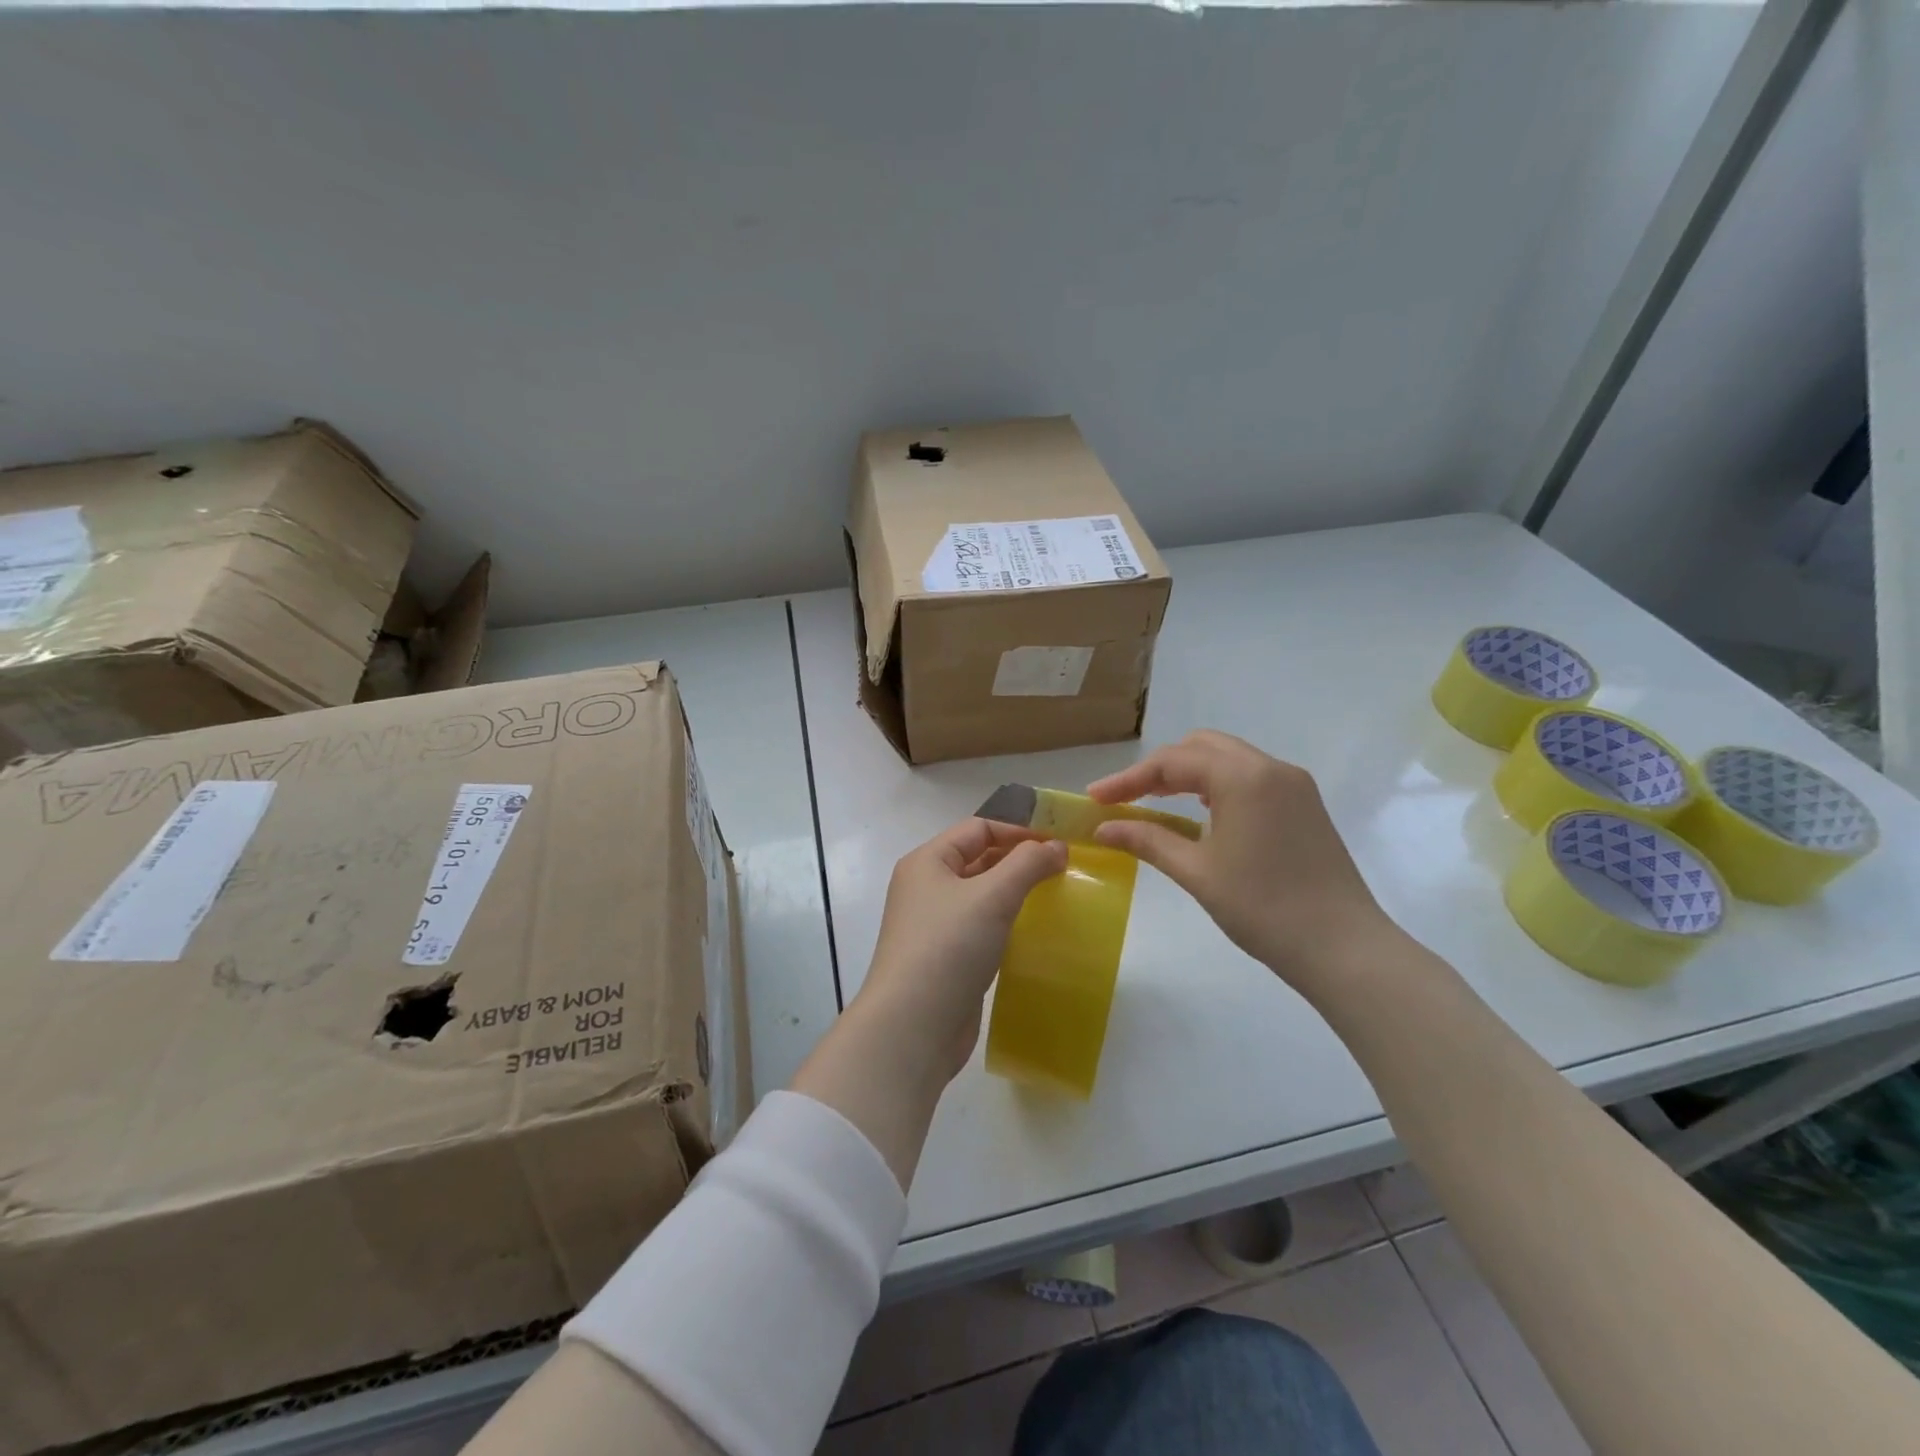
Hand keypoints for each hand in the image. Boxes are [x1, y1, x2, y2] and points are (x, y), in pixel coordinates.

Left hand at [855, 819, 1067, 1083]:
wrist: (913, 1027)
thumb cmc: (948, 947)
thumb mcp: (992, 896)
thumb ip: (1028, 864)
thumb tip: (1056, 846)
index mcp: (927, 861)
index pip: (978, 828)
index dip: (1019, 831)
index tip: (1060, 844)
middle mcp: (926, 887)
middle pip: (979, 859)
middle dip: (1020, 860)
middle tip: (1065, 869)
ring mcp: (934, 924)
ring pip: (981, 895)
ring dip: (1015, 892)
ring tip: (1056, 897)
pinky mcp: (946, 958)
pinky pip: (981, 927)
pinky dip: (1006, 923)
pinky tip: (1033, 932)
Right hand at [1086, 730, 1396, 994]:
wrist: (1344, 948)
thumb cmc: (1264, 909)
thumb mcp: (1197, 872)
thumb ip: (1147, 840)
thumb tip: (1102, 828)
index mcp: (1244, 777)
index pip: (1173, 761)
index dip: (1128, 778)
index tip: (1095, 799)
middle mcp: (1271, 767)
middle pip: (1201, 747)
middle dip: (1159, 768)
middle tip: (1125, 798)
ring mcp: (1294, 784)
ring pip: (1227, 758)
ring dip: (1188, 774)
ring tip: (1155, 802)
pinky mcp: (1305, 804)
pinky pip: (1250, 777)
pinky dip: (1216, 785)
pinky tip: (1202, 814)